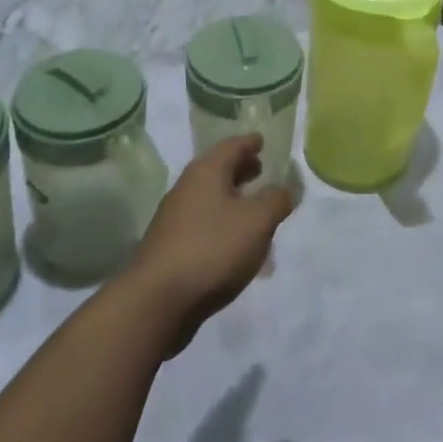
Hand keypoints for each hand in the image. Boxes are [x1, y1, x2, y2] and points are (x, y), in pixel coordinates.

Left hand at [126, 136, 293, 356]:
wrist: (158, 300)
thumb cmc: (213, 248)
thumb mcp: (257, 221)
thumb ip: (275, 200)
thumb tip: (283, 189)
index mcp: (207, 171)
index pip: (232, 146)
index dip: (249, 143)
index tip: (262, 141)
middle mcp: (187, 187)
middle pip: (217, 169)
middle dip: (240, 168)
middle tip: (260, 169)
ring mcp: (174, 217)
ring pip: (209, 196)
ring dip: (231, 196)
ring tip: (252, 206)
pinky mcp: (170, 245)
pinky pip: (202, 221)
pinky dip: (220, 220)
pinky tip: (233, 240)